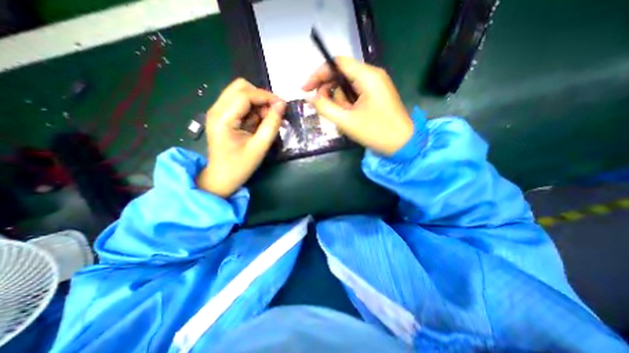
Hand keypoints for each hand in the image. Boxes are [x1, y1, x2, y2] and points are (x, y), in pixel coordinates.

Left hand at [198, 77, 286, 196]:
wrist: (221, 179)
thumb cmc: (239, 166)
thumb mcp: (259, 147)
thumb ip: (271, 125)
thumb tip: (281, 106)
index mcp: (222, 118)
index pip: (245, 94)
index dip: (266, 96)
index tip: (283, 105)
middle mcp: (217, 109)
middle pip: (240, 87)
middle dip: (261, 97)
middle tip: (273, 112)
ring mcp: (218, 112)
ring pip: (240, 93)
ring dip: (257, 103)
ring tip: (267, 120)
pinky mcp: (222, 117)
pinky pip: (240, 104)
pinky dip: (253, 109)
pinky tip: (259, 122)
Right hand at [304, 56, 416, 155]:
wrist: (402, 144)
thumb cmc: (376, 132)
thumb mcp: (346, 121)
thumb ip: (325, 107)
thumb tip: (312, 98)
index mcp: (367, 76)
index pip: (337, 63)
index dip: (318, 74)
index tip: (305, 89)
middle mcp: (372, 75)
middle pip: (341, 74)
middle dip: (330, 91)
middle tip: (324, 108)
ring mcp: (375, 85)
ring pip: (347, 87)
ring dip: (340, 102)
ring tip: (345, 118)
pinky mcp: (376, 95)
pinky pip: (355, 94)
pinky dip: (348, 104)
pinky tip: (350, 117)